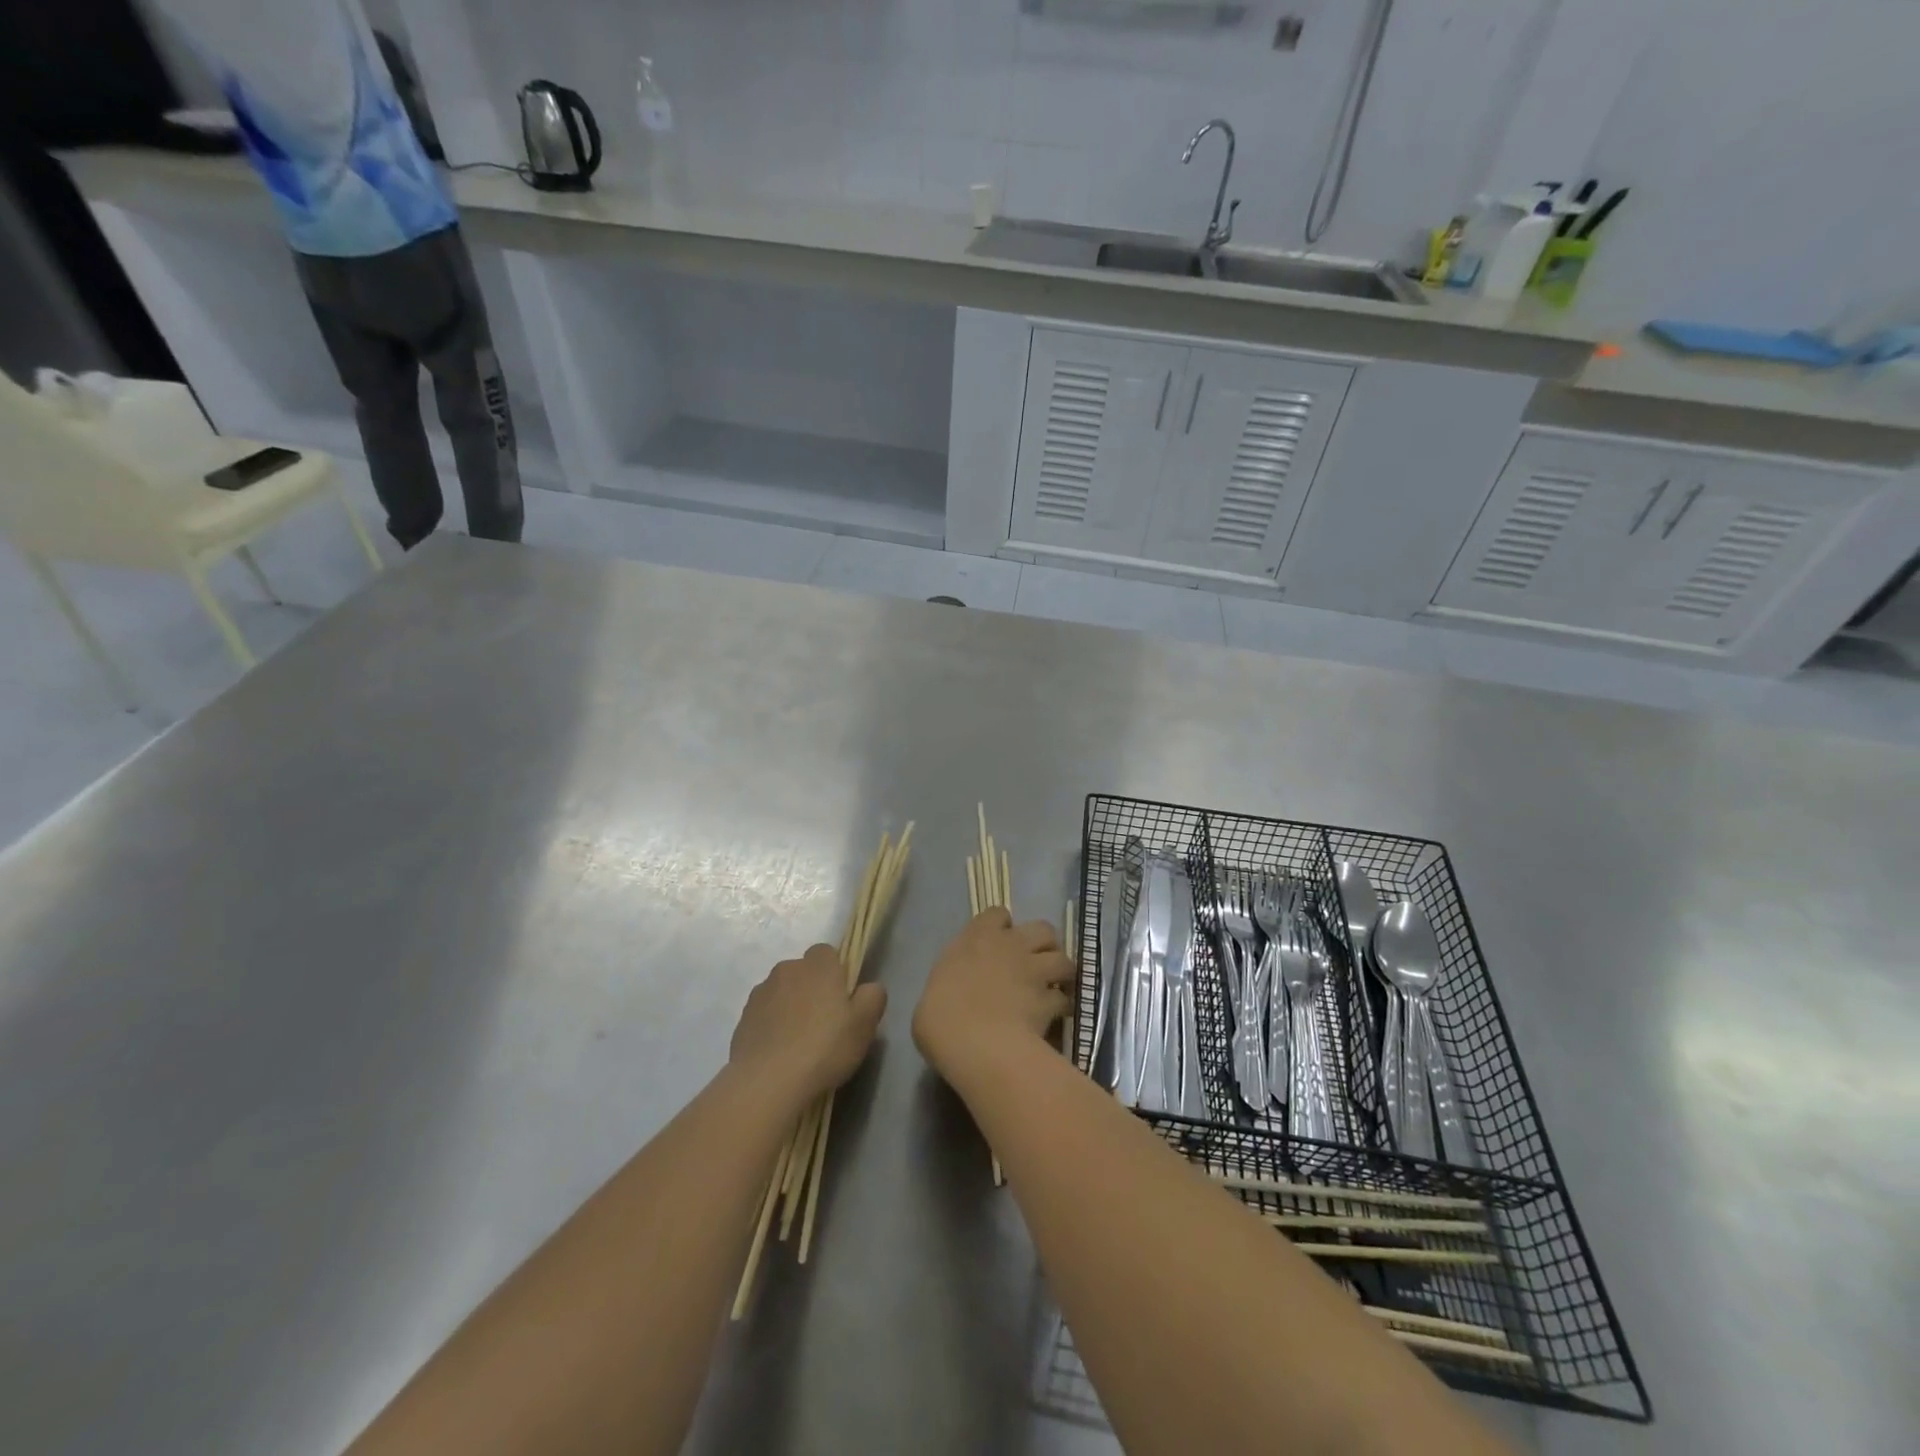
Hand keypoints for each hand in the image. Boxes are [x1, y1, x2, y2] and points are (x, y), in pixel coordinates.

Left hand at [729, 945, 886, 1101]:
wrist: (767, 1081)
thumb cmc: (824, 1047)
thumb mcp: (865, 1024)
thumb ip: (873, 996)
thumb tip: (869, 987)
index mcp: (818, 965)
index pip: (827, 953)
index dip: (836, 973)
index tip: (842, 1001)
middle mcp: (787, 969)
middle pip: (803, 973)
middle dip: (812, 990)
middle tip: (825, 1025)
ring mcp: (760, 993)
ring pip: (782, 993)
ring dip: (791, 1008)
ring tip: (800, 1044)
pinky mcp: (743, 1018)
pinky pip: (765, 1015)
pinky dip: (772, 1027)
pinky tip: (780, 1054)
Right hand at [913, 909, 1072, 1084]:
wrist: (973, 1041)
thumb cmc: (941, 1014)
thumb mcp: (938, 986)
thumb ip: (954, 976)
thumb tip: (958, 987)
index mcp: (977, 937)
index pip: (997, 914)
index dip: (1002, 926)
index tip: (998, 942)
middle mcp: (1011, 945)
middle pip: (1042, 928)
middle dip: (1043, 943)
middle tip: (1034, 962)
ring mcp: (1034, 971)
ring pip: (1063, 959)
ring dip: (1060, 971)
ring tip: (1054, 987)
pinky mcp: (1050, 999)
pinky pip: (1064, 998)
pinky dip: (1063, 1005)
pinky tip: (1057, 1016)